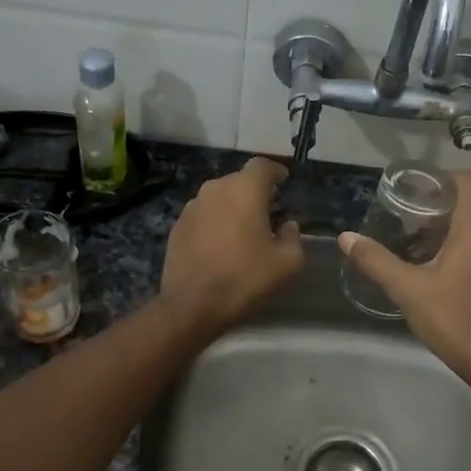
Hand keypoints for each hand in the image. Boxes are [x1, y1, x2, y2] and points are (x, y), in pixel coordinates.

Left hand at [160, 157, 304, 330]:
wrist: (192, 305)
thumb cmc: (245, 278)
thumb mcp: (287, 262)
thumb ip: (293, 236)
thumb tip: (287, 226)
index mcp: (244, 190)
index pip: (262, 165)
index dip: (275, 171)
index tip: (284, 181)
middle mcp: (215, 189)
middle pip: (239, 180)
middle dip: (255, 191)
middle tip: (268, 211)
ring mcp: (192, 207)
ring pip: (219, 197)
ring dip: (233, 207)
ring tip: (244, 230)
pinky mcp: (177, 226)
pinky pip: (203, 215)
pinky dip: (215, 222)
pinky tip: (221, 245)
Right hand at [339, 171, 470, 378]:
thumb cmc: (454, 317)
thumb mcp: (408, 289)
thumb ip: (377, 261)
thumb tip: (346, 237)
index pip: (467, 181)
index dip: (442, 179)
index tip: (418, 191)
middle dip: (442, 212)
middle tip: (411, 226)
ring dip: (457, 236)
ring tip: (425, 252)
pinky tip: (450, 279)